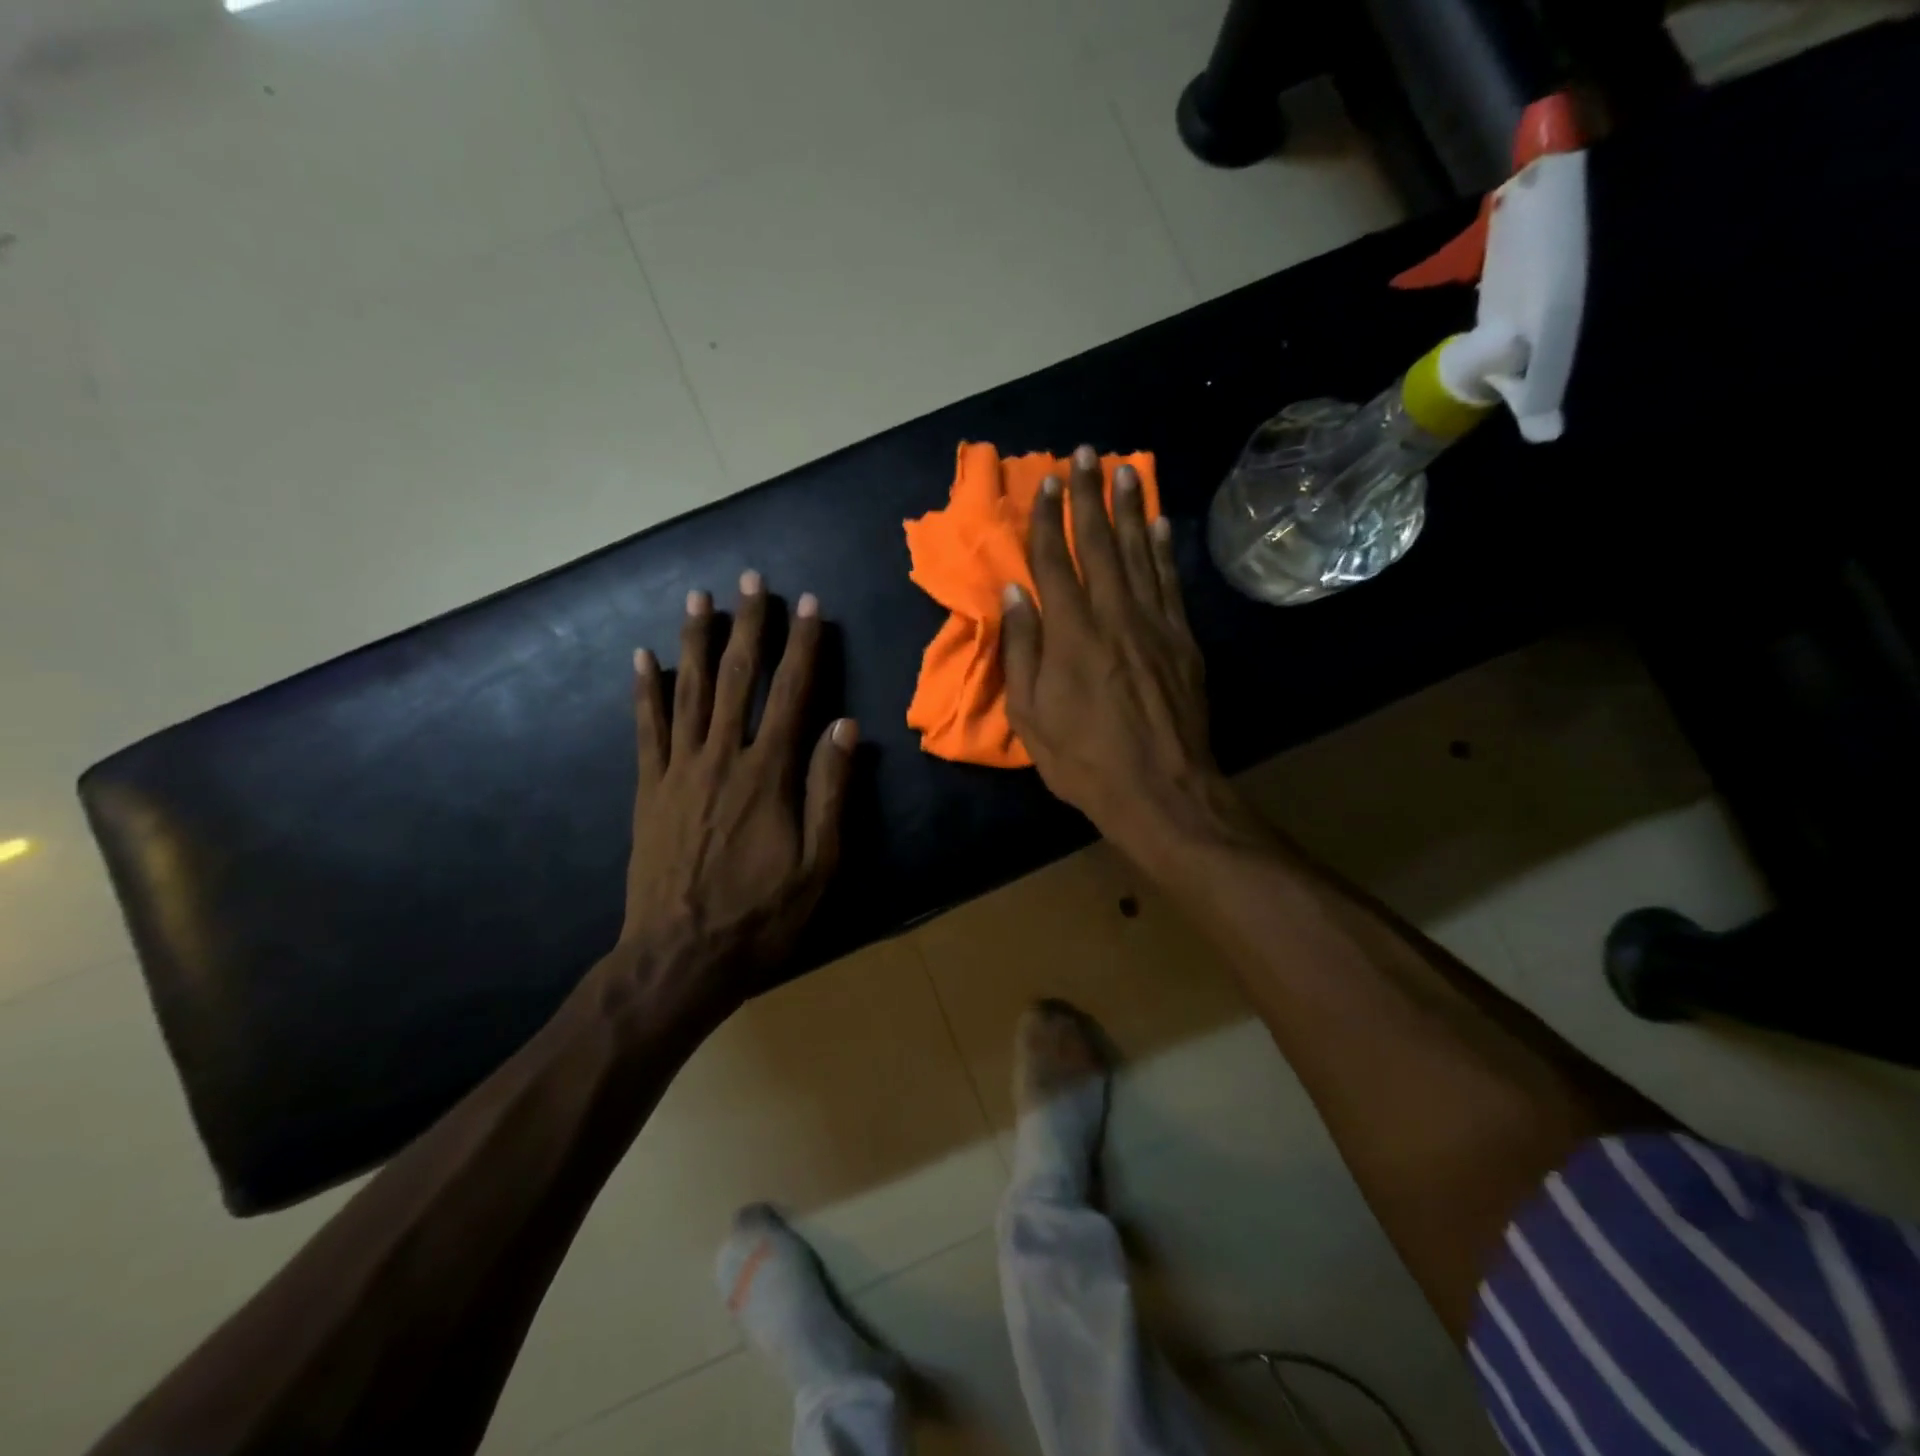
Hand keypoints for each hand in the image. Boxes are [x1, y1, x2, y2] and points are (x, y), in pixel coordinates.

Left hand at [617, 572, 855, 1007]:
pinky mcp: (648, 789)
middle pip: (737, 679)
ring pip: (688, 692)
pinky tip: (642, 657)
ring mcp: (678, 771)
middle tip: (752, 579)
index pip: (792, 695)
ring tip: (699, 598)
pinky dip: (644, 690)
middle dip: (748, 625)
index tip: (810, 605)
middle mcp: (721, 758)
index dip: (804, 647)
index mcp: (768, 775)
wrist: (679, 957)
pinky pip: (646, 729)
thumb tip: (845, 726)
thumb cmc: (760, 915)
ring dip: (695, 641)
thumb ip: (830, 791)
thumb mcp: (817, 864)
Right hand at [1001, 446, 1256, 862]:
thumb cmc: (1083, 759)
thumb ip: (1022, 650)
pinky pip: (1171, 582)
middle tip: (1086, 453)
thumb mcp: (1030, 715)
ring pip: (1140, 553)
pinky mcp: (1182, 640)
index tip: (1045, 482)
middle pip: (1099, 544)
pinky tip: (1160, 523)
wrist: (1161, 791)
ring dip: (1130, 509)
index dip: (1048, 519)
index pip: (1054, 561)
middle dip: (1089, 496)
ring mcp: (1154, 624)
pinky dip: (1165, 549)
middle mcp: (1113, 615)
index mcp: (1070, 633)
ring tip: (1125, 470)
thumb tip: (1013, 593)